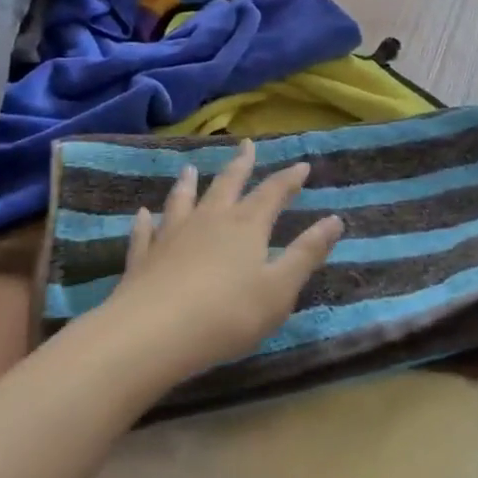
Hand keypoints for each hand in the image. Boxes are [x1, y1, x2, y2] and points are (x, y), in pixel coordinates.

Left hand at [93, 141, 343, 385]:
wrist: (153, 333)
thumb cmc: (228, 314)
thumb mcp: (280, 289)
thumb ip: (306, 253)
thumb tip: (335, 220)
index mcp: (246, 226)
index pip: (272, 193)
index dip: (289, 179)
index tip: (302, 164)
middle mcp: (210, 220)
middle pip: (227, 184)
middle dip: (241, 164)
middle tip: (245, 144)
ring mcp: (172, 235)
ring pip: (183, 200)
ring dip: (189, 184)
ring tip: (190, 169)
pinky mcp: (143, 257)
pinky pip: (145, 232)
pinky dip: (145, 221)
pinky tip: (142, 214)